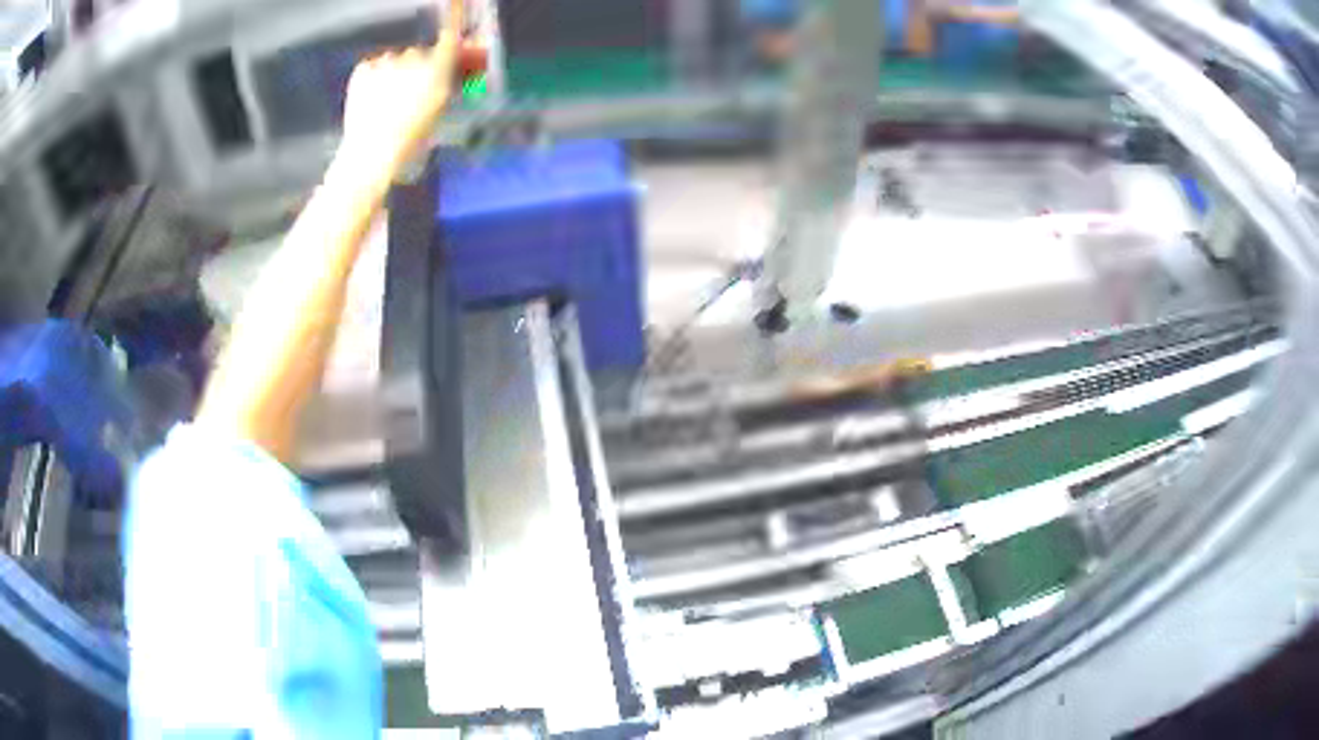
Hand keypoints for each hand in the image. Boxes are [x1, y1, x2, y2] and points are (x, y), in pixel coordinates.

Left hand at [340, 39, 485, 180]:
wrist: (370, 155)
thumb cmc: (410, 142)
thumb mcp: (437, 113)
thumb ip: (444, 87)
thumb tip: (446, 75)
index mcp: (437, 70)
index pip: (449, 43)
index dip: (448, 43)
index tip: (446, 48)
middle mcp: (413, 59)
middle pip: (418, 52)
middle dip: (416, 65)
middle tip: (409, 90)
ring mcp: (385, 62)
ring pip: (392, 59)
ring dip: (392, 71)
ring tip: (386, 99)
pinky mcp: (363, 70)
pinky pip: (370, 66)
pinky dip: (371, 76)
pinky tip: (369, 98)